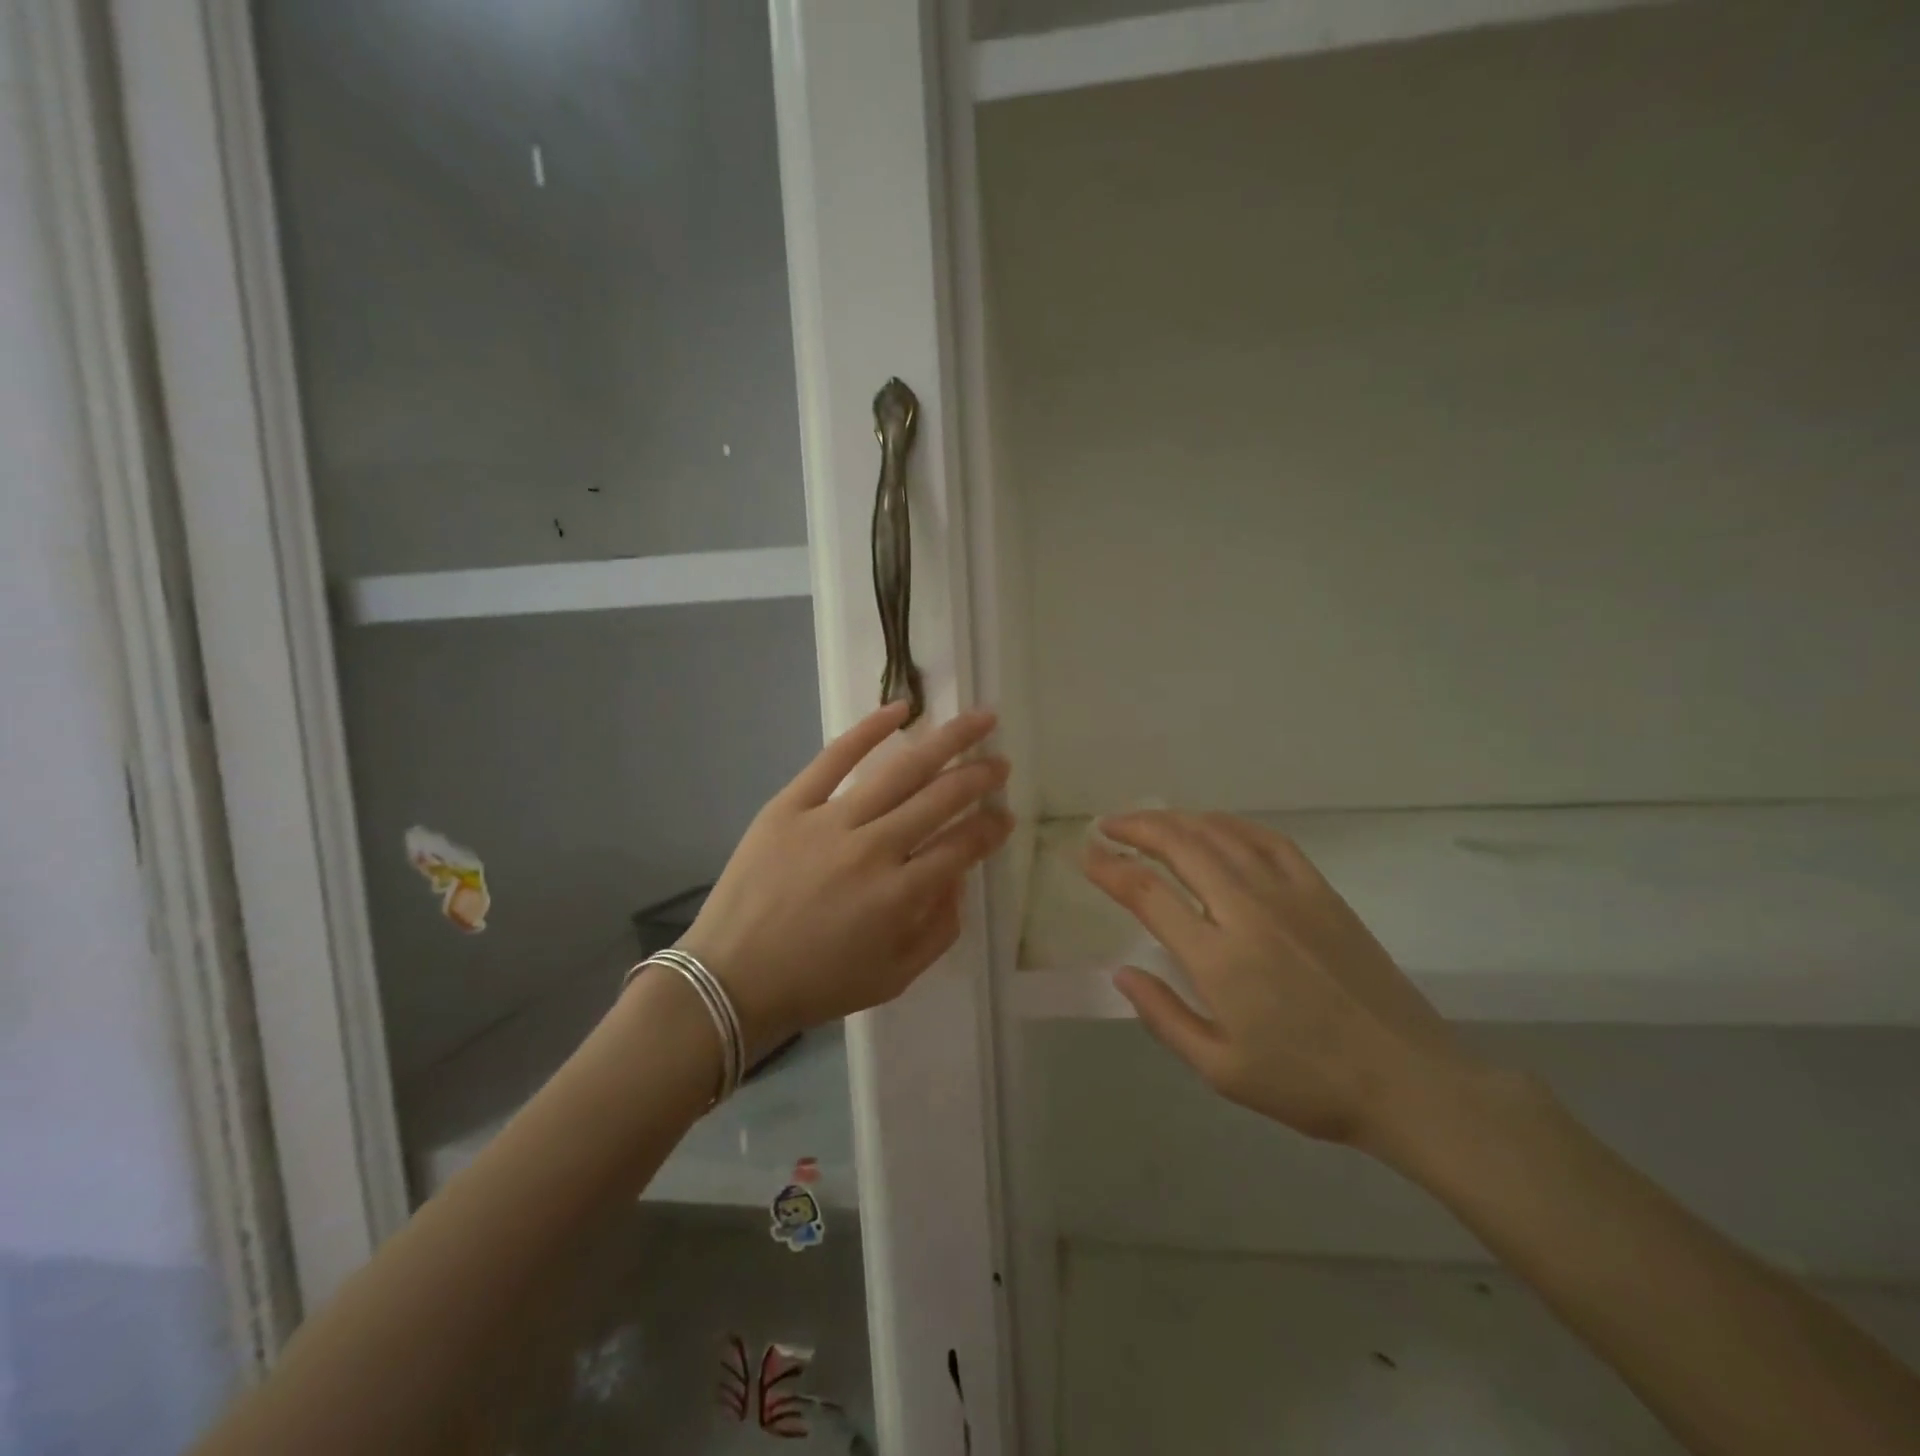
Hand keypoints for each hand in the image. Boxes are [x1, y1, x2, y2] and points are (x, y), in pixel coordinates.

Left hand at [676, 701, 1012, 1054]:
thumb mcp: (895, 976)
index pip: (961, 846)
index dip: (991, 828)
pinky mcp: (791, 804)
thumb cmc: (818, 983)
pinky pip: (834, 758)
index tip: (1005, 816)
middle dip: (979, 778)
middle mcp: (872, 849)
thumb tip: (960, 877)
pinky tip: (901, 709)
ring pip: (900, 770)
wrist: (731, 978)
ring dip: (946, 741)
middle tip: (1000, 763)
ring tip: (978, 720)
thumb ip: (940, 929)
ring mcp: (829, 821)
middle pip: (940, 799)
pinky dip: (869, 729)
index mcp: (899, 895)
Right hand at [1084, 811, 1476, 1149]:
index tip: (1086, 857)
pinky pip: (1267, 839)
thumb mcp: (1221, 1069)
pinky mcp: (1320, 891)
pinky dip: (1229, 823)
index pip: (1147, 893)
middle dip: (1135, 828)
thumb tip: (1121, 972)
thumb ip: (1164, 1016)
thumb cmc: (1308, 1083)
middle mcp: (1247, 911)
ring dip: (1176, 820)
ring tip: (1148, 821)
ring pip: (1219, 834)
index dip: (1110, 869)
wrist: (1407, 1080)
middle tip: (1108, 826)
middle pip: (1179, 846)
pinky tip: (1212, 825)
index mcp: (1218, 958)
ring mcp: (1288, 894)